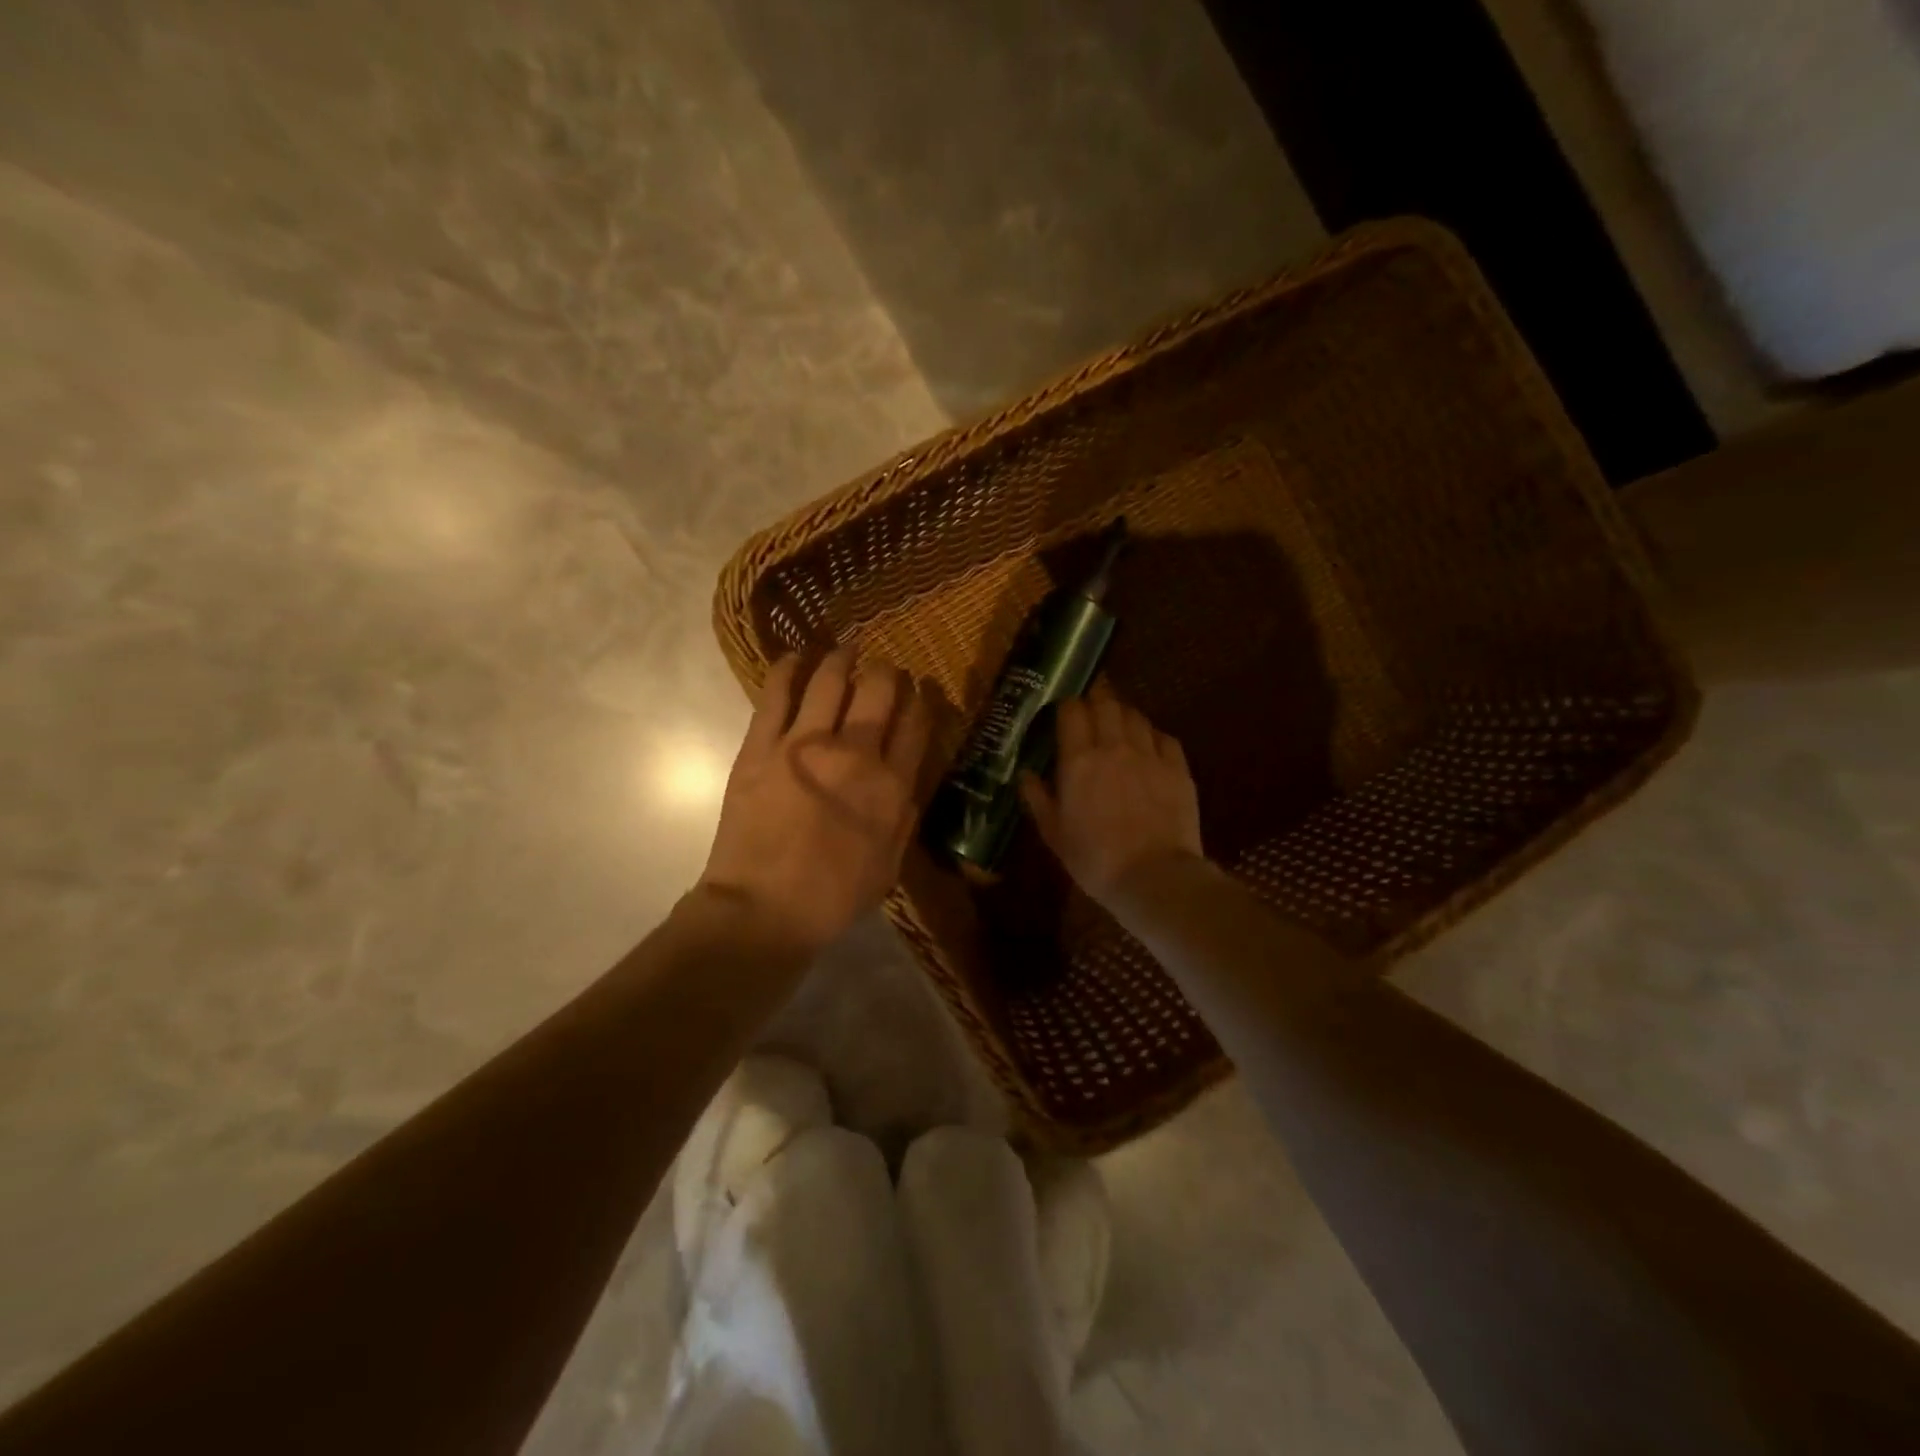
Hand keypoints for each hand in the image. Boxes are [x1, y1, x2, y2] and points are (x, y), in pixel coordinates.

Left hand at [700, 648, 931, 954]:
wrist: (764, 909)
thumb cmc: (833, 897)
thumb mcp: (889, 865)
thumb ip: (903, 817)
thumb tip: (906, 780)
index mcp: (891, 787)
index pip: (915, 724)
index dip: (920, 701)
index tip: (917, 691)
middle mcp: (855, 753)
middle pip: (878, 691)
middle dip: (886, 672)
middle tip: (882, 669)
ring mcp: (805, 744)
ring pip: (830, 680)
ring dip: (842, 658)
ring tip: (845, 650)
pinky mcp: (762, 745)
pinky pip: (777, 693)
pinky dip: (788, 668)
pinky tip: (795, 657)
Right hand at [1021, 683, 1203, 904]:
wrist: (1154, 877)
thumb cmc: (1095, 859)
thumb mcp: (1054, 834)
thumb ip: (1038, 798)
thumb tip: (1025, 774)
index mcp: (1079, 760)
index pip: (1072, 711)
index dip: (1067, 706)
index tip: (1063, 713)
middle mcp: (1114, 747)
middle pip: (1106, 704)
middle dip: (1096, 701)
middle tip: (1091, 713)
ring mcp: (1150, 755)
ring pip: (1135, 716)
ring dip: (1123, 715)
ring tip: (1118, 726)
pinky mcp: (1178, 769)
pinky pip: (1164, 737)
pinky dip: (1152, 735)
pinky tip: (1149, 746)